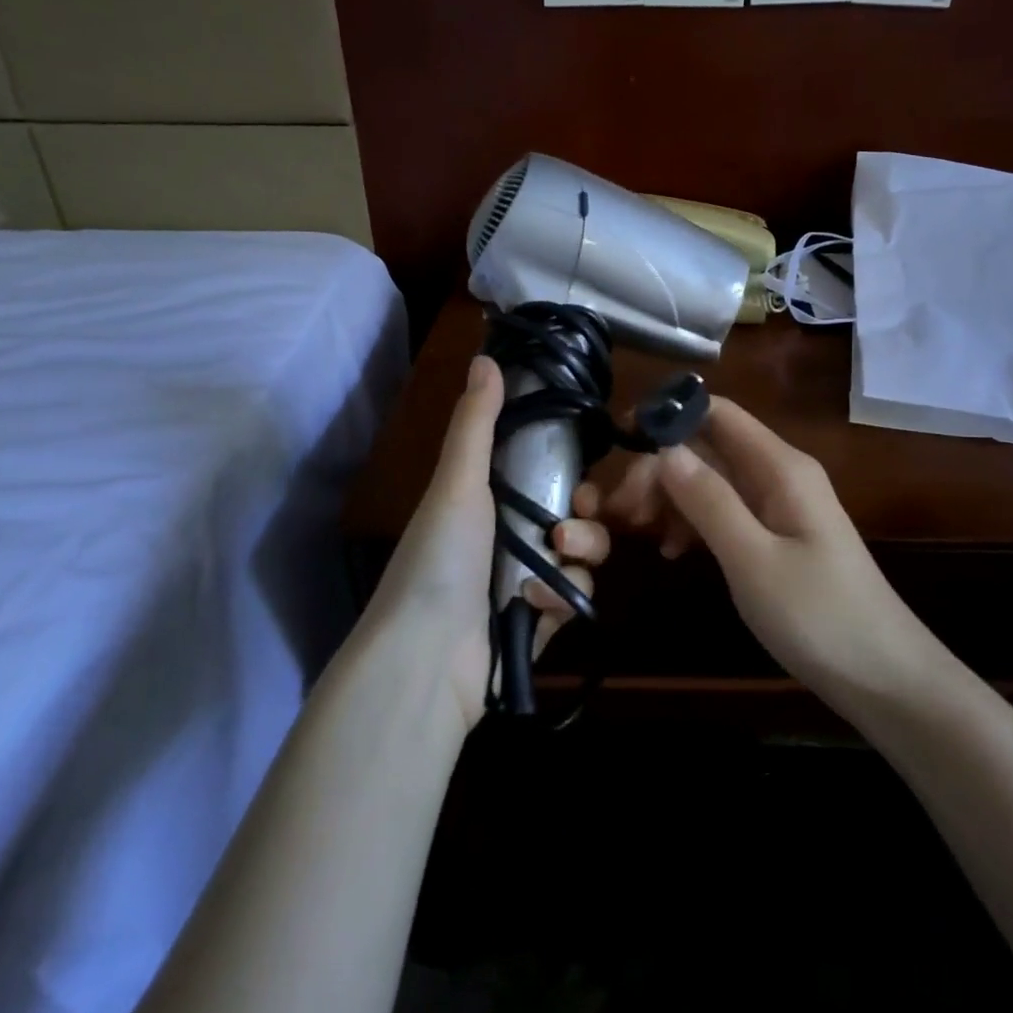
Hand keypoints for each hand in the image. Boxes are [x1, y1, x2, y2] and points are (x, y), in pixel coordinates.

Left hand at [364, 354, 610, 730]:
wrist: (426, 657)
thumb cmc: (441, 558)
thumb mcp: (457, 482)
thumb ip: (477, 422)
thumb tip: (486, 355)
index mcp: (488, 504)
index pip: (545, 480)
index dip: (572, 476)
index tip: (583, 476)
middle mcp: (508, 541)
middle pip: (575, 519)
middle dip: (586, 519)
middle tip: (573, 520)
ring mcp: (523, 585)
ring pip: (582, 559)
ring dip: (579, 556)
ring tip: (558, 560)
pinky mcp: (538, 625)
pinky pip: (573, 601)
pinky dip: (559, 601)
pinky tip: (536, 607)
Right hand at [606, 397, 917, 695]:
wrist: (884, 679)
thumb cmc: (820, 618)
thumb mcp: (753, 560)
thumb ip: (708, 501)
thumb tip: (664, 448)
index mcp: (781, 467)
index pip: (717, 413)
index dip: (669, 415)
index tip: (621, 442)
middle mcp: (779, 475)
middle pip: (708, 447)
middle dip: (662, 468)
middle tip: (624, 511)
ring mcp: (780, 507)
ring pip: (712, 481)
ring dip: (672, 497)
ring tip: (639, 532)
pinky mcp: (777, 538)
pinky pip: (725, 512)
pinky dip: (693, 523)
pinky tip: (672, 552)